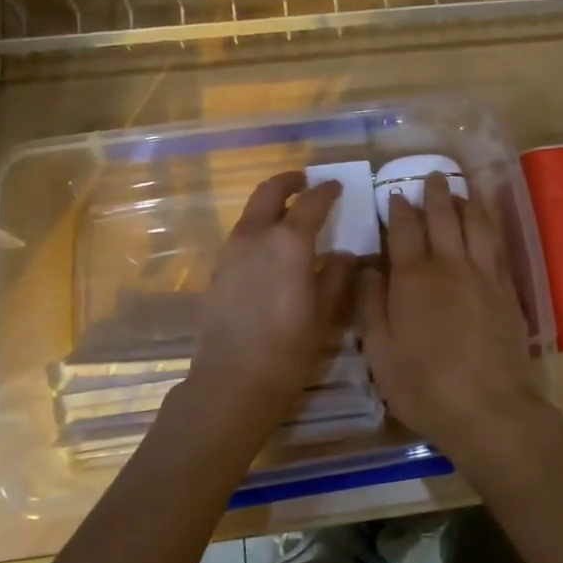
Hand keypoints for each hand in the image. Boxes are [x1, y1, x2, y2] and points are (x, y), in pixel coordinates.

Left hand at [177, 171, 354, 441]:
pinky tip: (269, 251)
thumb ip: (336, 276)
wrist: (232, 381)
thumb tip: (345, 254)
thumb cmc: (289, 349)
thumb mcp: (325, 313)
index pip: (311, 202)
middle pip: (269, 192)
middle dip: (288, 181)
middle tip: (304, 181)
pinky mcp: (217, 270)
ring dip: (270, 204)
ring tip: (289, 214)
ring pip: (251, 213)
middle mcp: (256, 236)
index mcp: (289, 241)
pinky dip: (257, 229)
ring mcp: (230, 251)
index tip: (337, 186)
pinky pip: (240, 236)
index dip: (326, 191)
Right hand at [357, 174, 548, 472]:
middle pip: (444, 217)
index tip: (395, 193)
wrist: (489, 408)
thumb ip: (370, 304)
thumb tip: (366, 266)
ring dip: (467, 201)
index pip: (404, 230)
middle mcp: (450, 265)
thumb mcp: (379, 351)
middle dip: (436, 193)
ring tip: (461, 187)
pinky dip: (490, 225)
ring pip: (476, 224)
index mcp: (413, 277)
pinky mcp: (507, 290)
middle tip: (431, 175)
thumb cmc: (424, 385)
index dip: (398, 209)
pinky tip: (487, 223)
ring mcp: (483, 275)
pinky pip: (497, 245)